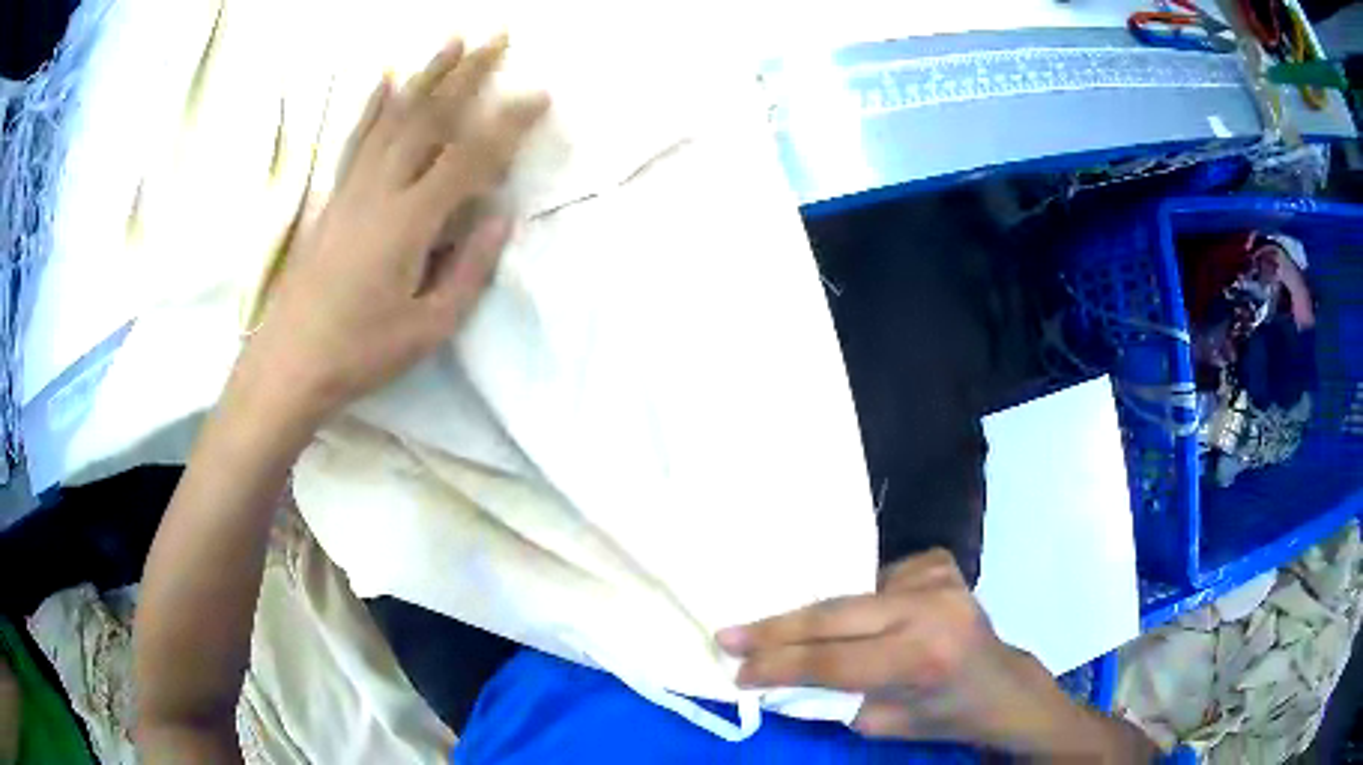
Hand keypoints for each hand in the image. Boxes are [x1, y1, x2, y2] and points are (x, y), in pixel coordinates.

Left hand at [241, 36, 548, 422]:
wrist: (289, 362)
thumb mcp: (429, 327)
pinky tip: (384, 78)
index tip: (539, 96)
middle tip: (498, 38)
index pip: (468, 158)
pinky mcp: (334, 196)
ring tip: (452, 40)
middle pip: (428, 118)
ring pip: (393, 117)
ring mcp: (352, 188)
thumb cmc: (361, 353)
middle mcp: (379, 191)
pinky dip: (373, 104)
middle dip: (467, 74)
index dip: (507, 125)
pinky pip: (357, 138)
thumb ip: (469, 269)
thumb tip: (502, 217)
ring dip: (426, 75)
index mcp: (408, 223)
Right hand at [717, 550, 1091, 754]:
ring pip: (851, 594)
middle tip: (729, 634)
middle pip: (834, 614)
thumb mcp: (883, 723)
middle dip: (775, 629)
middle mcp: (930, 608)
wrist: (1001, 684)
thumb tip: (783, 674)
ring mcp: (938, 577)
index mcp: (921, 656)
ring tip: (783, 632)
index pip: (832, 661)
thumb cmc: (944, 714)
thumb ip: (835, 696)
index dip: (778, 665)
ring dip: (817, 617)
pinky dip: (859, 600)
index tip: (737, 669)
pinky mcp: (939, 562)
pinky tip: (866, 617)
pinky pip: (878, 579)